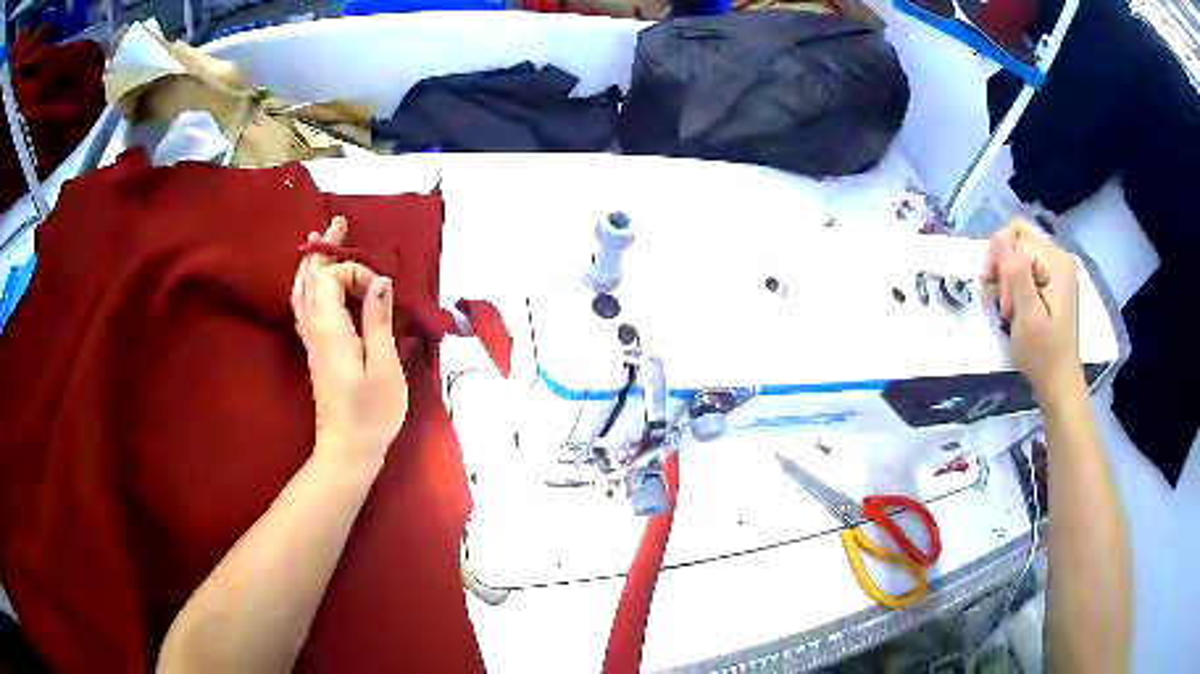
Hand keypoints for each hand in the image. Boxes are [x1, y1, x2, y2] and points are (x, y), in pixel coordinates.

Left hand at [291, 216, 407, 467]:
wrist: (347, 449)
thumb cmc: (371, 413)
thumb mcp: (385, 367)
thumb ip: (378, 321)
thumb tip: (379, 281)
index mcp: (330, 331)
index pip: (329, 278)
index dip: (353, 272)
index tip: (380, 290)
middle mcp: (314, 330)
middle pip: (309, 277)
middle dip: (324, 248)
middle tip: (340, 223)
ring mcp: (312, 340)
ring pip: (302, 291)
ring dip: (313, 263)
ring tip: (322, 241)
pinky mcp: (316, 350)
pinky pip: (305, 306)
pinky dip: (309, 284)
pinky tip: (318, 281)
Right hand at [983, 219, 1081, 397]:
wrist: (1058, 380)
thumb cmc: (1043, 353)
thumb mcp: (1028, 315)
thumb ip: (1016, 273)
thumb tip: (1000, 238)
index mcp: (1056, 261)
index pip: (1016, 236)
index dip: (1001, 262)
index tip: (1001, 300)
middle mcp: (1058, 255)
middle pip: (1017, 235)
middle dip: (1001, 264)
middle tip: (1001, 300)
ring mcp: (1056, 266)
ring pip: (1017, 248)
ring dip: (1005, 274)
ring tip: (1007, 307)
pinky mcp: (1051, 277)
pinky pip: (1023, 262)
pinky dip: (1012, 280)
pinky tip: (1011, 303)